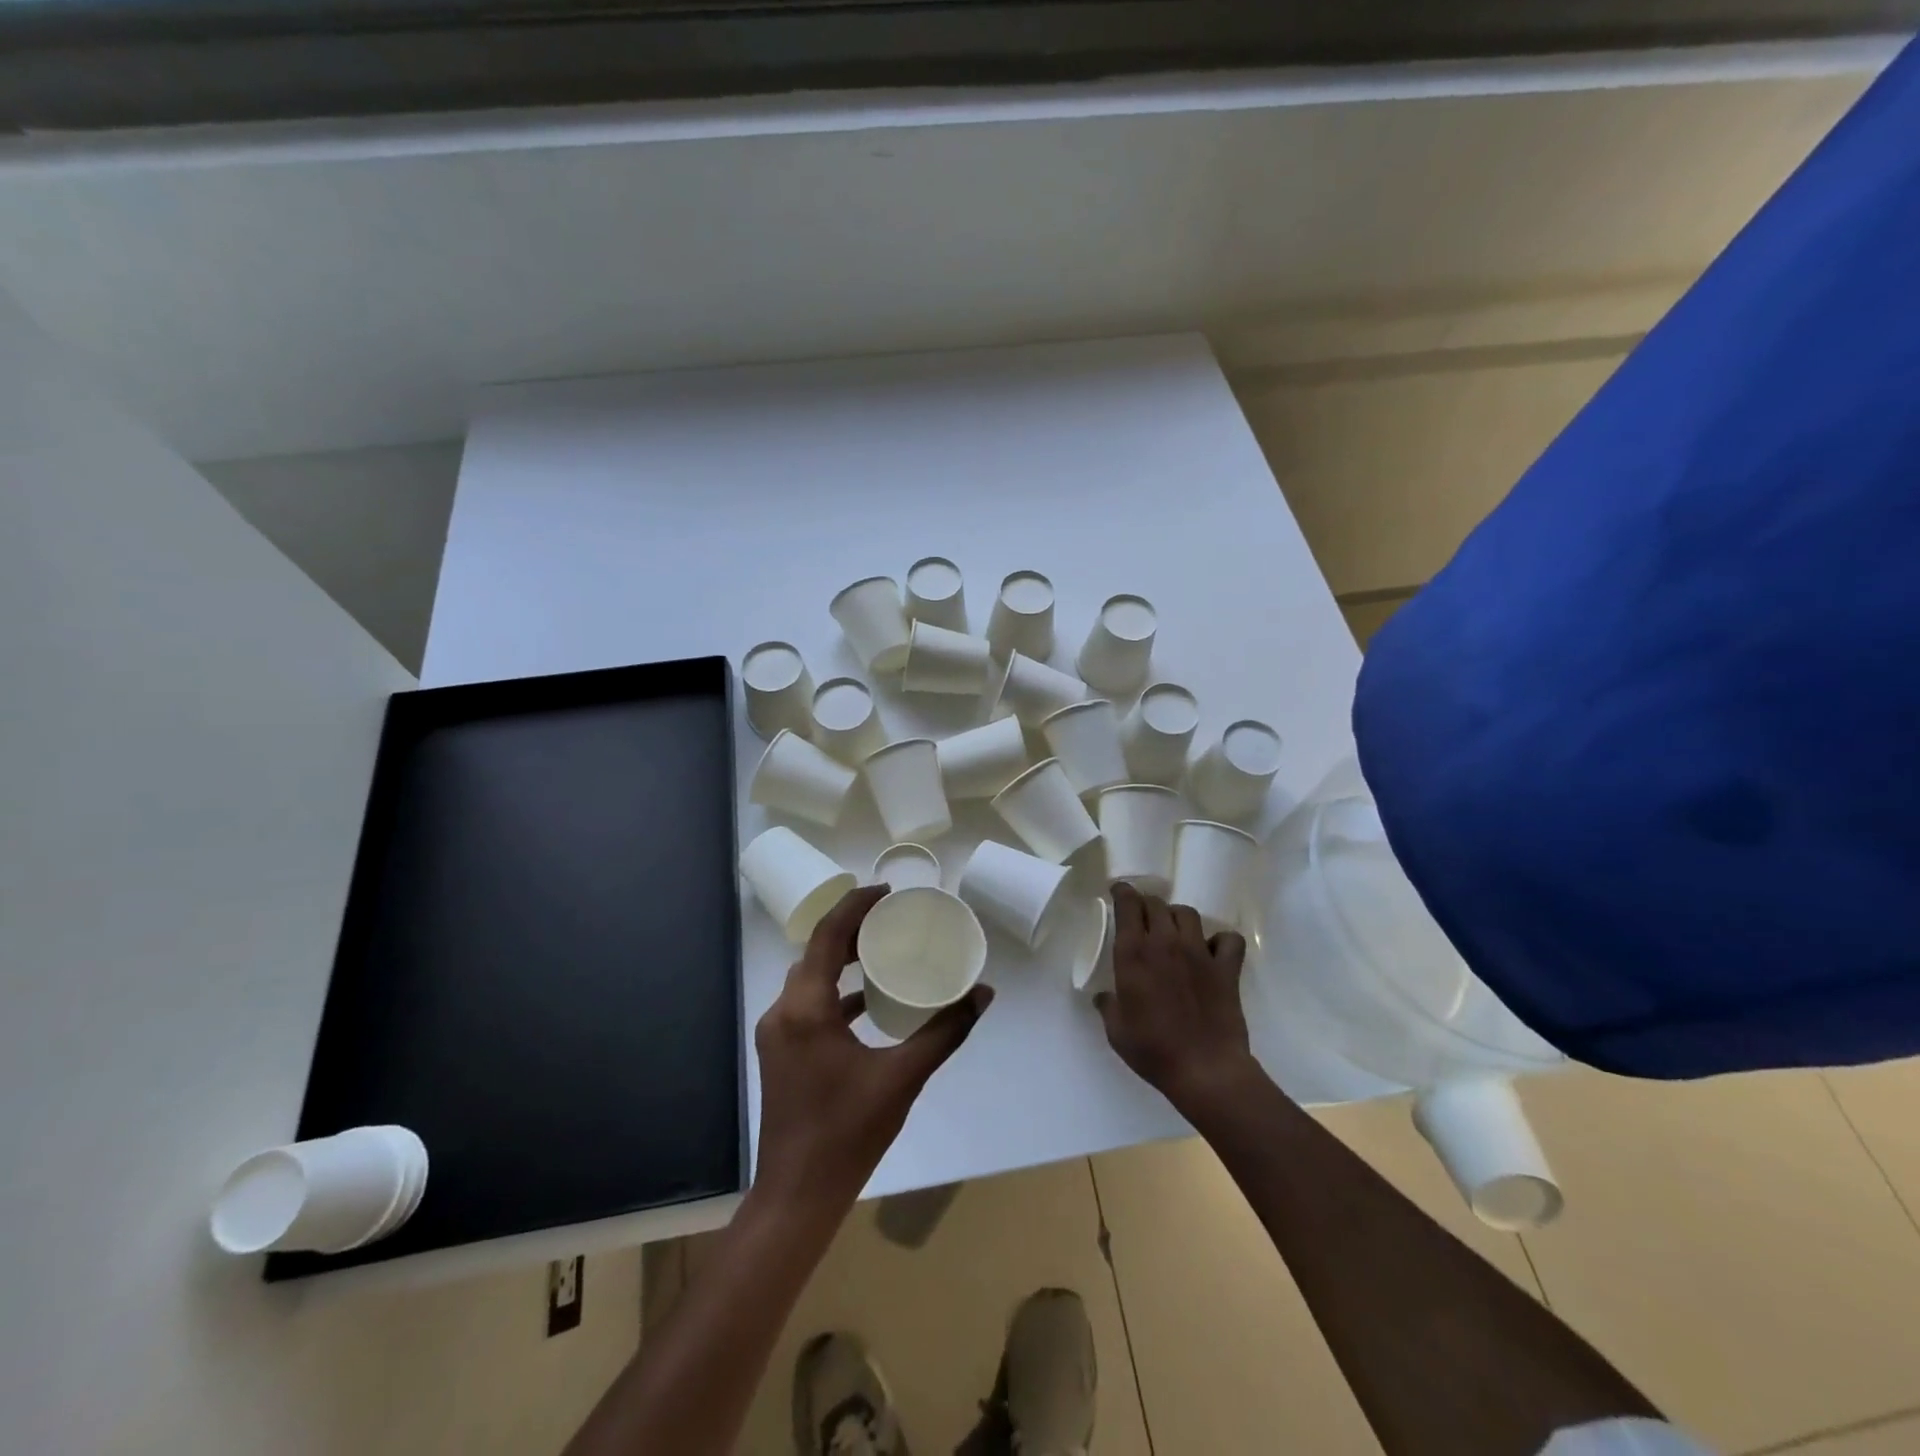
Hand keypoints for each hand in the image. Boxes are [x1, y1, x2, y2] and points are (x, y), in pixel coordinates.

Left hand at [753, 884, 993, 1214]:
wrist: (798, 1195)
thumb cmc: (848, 1133)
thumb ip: (945, 1032)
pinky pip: (807, 1004)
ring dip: (839, 959)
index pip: (825, 936)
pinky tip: (865, 1001)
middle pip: (815, 952)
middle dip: (849, 929)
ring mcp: (776, 1034)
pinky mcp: (781, 1053)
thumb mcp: (903, 1078)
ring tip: (880, 948)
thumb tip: (983, 994)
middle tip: (889, 916)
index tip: (886, 892)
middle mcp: (783, 1012)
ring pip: (808, 978)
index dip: (854, 906)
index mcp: (805, 1009)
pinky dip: (834, 992)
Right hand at [1095, 883, 1257, 1117]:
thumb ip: (1108, 1006)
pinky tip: (1212, 950)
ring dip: (1176, 917)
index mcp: (1133, 954)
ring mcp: (1199, 953)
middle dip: (1146, 905)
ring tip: (1173, 931)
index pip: (1128, 905)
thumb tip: (1103, 997)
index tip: (1119, 891)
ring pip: (1187, 914)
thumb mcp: (1117, 1031)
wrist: (1204, 1070)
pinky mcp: (1226, 968)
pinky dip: (1220, 940)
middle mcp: (1165, 943)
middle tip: (1142, 917)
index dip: (1123, 892)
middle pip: (1156, 904)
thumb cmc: (1153, 1050)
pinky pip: (1228, 940)